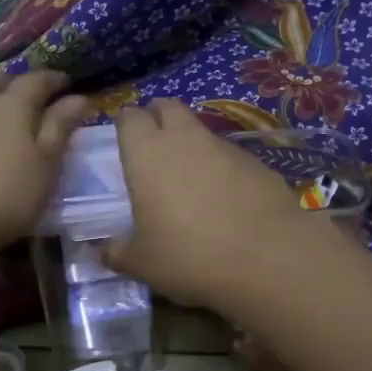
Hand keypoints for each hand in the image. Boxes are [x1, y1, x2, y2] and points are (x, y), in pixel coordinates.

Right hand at [100, 99, 325, 307]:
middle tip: (152, 146)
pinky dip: (221, 166)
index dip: (125, 126)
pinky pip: (229, 154)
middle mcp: (184, 138)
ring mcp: (225, 146)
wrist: (268, 257)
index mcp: (147, 153)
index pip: (129, 117)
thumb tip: (104, 252)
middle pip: (167, 107)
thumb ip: (118, 253)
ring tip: (188, 178)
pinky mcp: (256, 161)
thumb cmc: (190, 255)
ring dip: (191, 143)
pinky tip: (224, 198)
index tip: (123, 143)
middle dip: (157, 117)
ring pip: (200, 129)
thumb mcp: (143, 263)